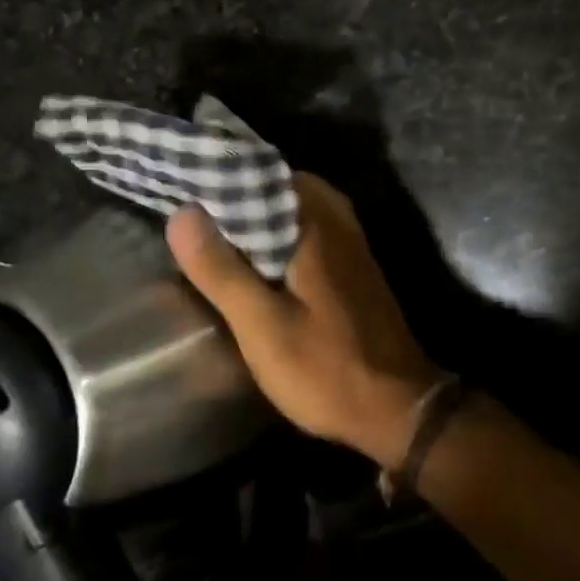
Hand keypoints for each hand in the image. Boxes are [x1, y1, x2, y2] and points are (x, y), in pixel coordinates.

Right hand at [167, 173, 439, 466]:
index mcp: (315, 223)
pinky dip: (276, 231)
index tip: (181, 179)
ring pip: (293, 207)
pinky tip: (252, 254)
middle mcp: (336, 220)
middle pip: (277, 185)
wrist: (398, 409)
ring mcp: (349, 241)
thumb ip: (222, 269)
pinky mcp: (351, 265)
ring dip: (255, 213)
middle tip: (188, 207)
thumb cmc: (327, 368)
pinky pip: (306, 228)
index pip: (261, 171)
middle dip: (235, 192)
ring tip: (210, 227)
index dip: (219, 174)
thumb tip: (182, 213)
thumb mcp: (262, 325)